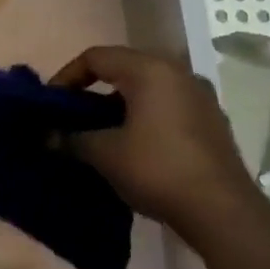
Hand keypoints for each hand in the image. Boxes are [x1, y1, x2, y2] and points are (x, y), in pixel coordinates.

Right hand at [50, 46, 269, 256]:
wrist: (223, 211)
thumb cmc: (157, 170)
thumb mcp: (104, 154)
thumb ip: (71, 138)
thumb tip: (47, 136)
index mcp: (150, 70)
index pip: (96, 57)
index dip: (67, 76)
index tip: (51, 103)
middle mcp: (178, 73)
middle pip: (123, 68)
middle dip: (92, 90)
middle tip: (72, 115)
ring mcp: (200, 96)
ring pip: (147, 88)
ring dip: (119, 105)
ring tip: (98, 132)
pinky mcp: (212, 121)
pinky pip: (167, 106)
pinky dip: (144, 117)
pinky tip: (132, 145)